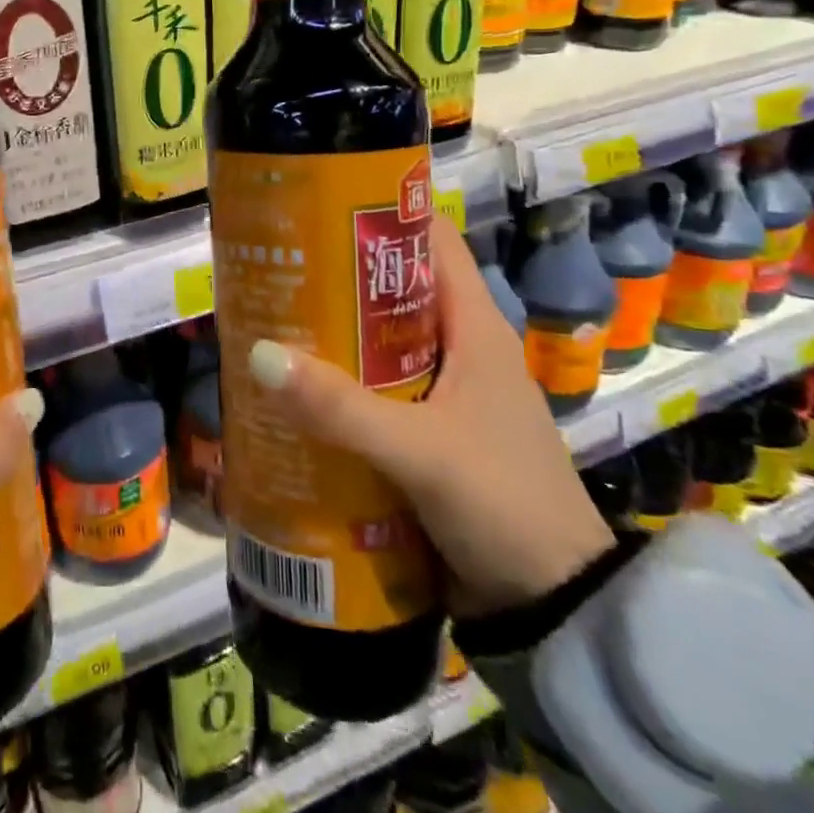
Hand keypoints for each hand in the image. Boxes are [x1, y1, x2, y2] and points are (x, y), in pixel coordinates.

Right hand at [249, 213, 612, 619]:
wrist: (553, 608)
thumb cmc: (504, 504)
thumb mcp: (422, 451)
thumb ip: (342, 408)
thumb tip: (260, 355)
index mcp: (475, 328)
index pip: (432, 243)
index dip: (382, 216)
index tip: (321, 204)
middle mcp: (460, 350)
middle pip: (393, 292)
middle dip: (339, 279)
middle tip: (278, 266)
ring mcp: (444, 395)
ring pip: (380, 345)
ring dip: (333, 337)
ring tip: (271, 322)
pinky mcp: (429, 435)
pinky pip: (376, 393)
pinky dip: (339, 388)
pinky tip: (295, 393)